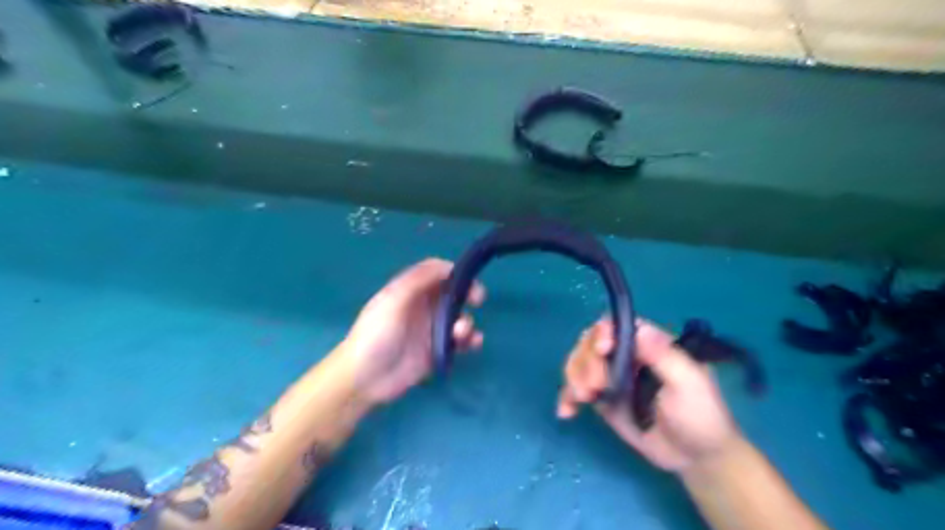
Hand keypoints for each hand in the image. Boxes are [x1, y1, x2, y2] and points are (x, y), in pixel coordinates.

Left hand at [343, 258, 487, 405]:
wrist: (365, 379)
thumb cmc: (376, 335)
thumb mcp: (393, 301)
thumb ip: (418, 280)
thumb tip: (447, 266)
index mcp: (410, 290)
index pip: (436, 273)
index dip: (453, 272)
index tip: (467, 279)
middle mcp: (423, 307)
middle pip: (452, 293)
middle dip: (468, 293)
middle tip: (478, 299)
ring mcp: (431, 330)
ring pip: (459, 317)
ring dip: (467, 321)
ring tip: (461, 333)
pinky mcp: (437, 351)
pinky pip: (460, 341)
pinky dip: (471, 340)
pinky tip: (473, 344)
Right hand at [555, 317, 740, 474]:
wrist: (696, 458)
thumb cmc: (700, 416)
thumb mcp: (689, 384)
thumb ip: (664, 356)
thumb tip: (639, 328)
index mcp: (648, 344)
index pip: (616, 325)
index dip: (603, 332)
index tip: (603, 350)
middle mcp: (625, 355)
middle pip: (590, 342)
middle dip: (586, 361)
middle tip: (595, 387)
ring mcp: (611, 377)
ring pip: (579, 363)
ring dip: (574, 377)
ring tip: (584, 399)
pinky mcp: (602, 399)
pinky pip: (577, 390)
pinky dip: (566, 397)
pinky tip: (566, 412)